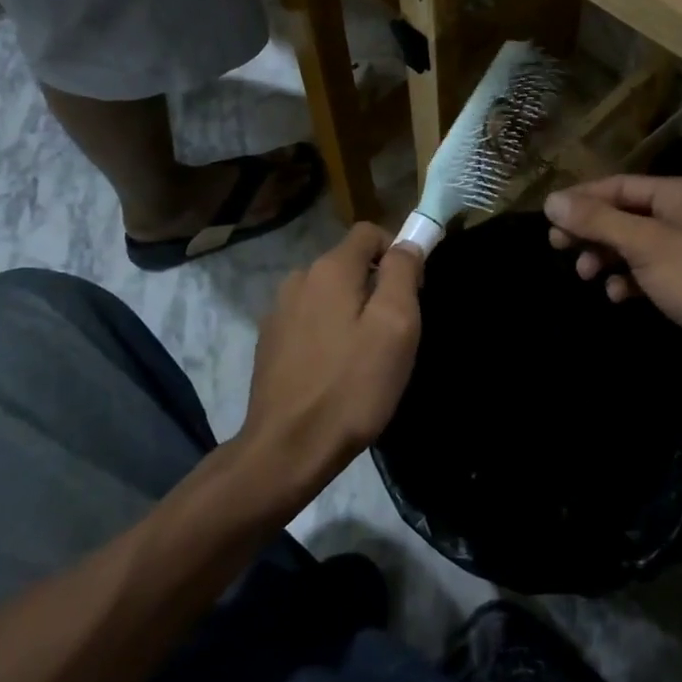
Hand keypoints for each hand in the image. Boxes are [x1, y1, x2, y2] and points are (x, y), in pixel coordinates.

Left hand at [239, 223, 423, 497]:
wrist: (287, 450)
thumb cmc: (352, 385)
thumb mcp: (395, 326)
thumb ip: (403, 273)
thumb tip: (406, 244)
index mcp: (330, 268)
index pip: (369, 232)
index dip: (396, 252)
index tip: (412, 292)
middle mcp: (300, 278)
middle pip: (348, 264)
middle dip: (375, 286)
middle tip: (392, 333)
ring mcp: (278, 311)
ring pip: (328, 294)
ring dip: (350, 311)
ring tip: (364, 356)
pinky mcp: (269, 342)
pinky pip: (309, 321)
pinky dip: (327, 333)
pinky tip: (334, 371)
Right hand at [545, 175, 681, 368]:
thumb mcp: (642, 243)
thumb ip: (597, 220)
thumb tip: (552, 201)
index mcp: (681, 192)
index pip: (620, 185)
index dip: (582, 199)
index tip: (549, 216)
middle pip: (627, 213)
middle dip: (593, 230)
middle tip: (558, 245)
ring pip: (637, 243)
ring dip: (608, 255)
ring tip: (585, 274)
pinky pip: (652, 269)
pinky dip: (630, 278)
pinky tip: (616, 294)